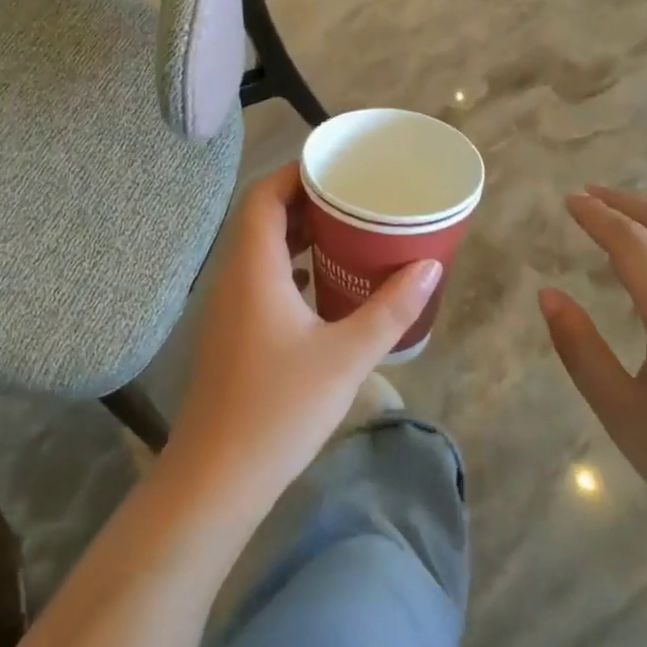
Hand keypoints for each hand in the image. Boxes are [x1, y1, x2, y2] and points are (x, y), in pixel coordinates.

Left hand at [167, 164, 441, 508]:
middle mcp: (233, 277)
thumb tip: (429, 267)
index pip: (264, 196)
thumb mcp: (346, 356)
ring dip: (297, 237)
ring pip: (259, 251)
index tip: (335, 169)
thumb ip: (390, 310)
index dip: (294, 174)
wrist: (216, 478)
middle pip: (262, 219)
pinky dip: (288, 269)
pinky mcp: (230, 334)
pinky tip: (319, 286)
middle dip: (304, 203)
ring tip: (344, 235)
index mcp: (253, 267)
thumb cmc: (279, 408)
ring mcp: (227, 308)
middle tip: (351, 200)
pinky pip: (259, 281)